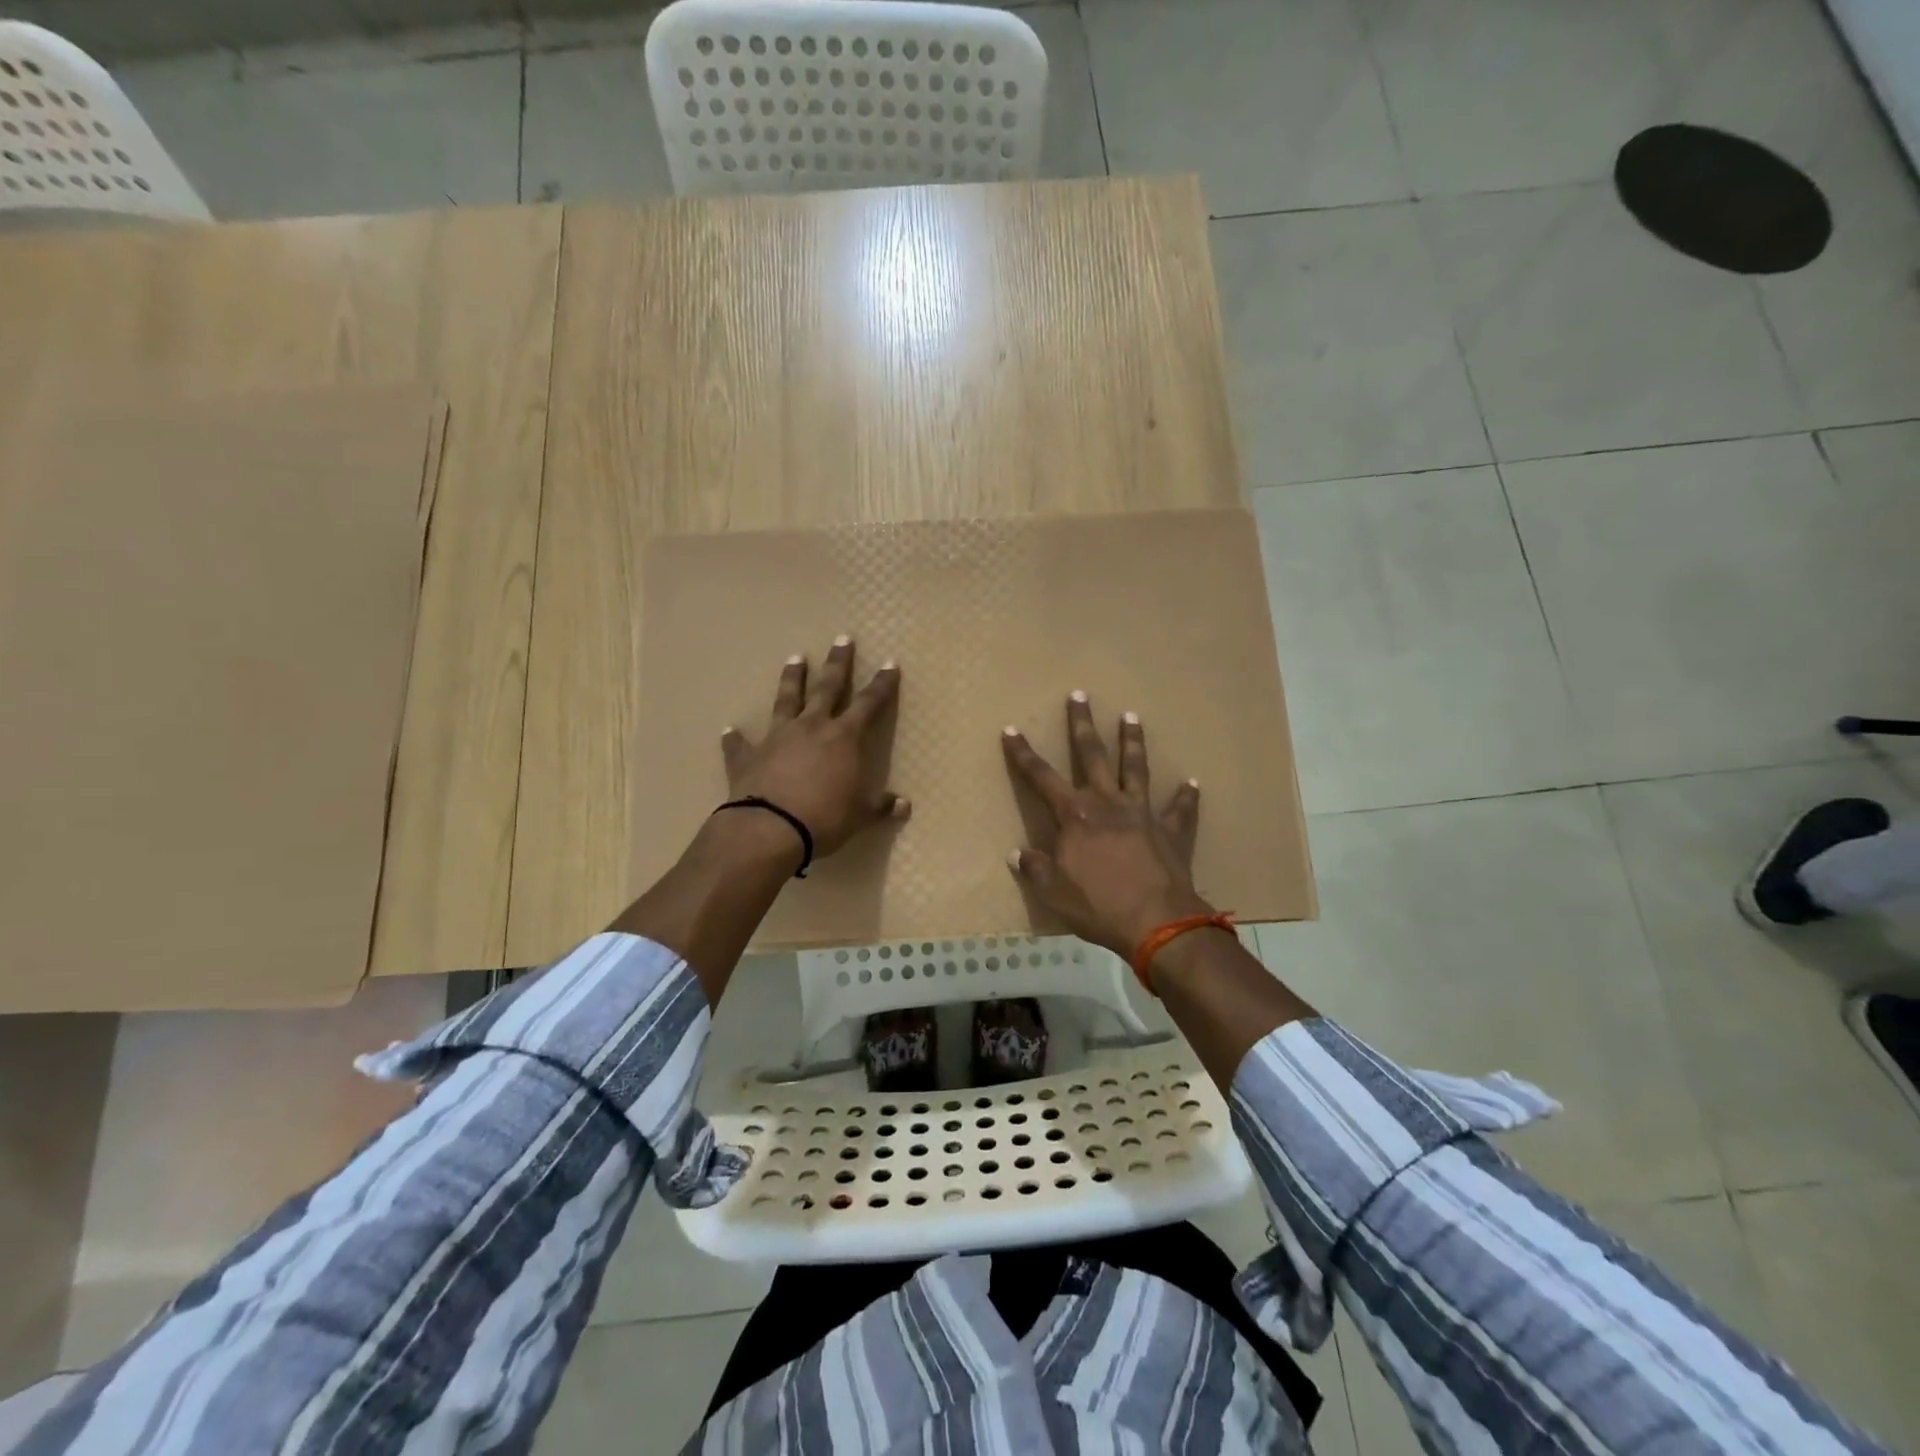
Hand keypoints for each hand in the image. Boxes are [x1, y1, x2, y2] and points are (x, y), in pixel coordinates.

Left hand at [721, 636, 909, 859]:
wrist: (770, 828)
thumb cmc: (825, 819)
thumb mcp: (860, 815)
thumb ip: (880, 806)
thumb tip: (904, 806)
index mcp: (844, 738)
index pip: (869, 703)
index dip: (882, 684)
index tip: (890, 663)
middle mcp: (812, 727)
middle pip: (828, 687)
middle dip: (838, 663)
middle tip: (843, 639)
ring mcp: (777, 737)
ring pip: (786, 700)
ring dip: (792, 679)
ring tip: (795, 658)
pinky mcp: (748, 756)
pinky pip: (741, 744)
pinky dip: (735, 738)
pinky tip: (729, 730)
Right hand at [1001, 691, 1212, 958]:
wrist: (1157, 923)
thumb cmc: (1098, 906)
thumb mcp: (1053, 892)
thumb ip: (1035, 869)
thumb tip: (1018, 853)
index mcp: (1075, 816)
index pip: (1041, 777)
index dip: (1023, 754)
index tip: (1011, 730)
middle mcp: (1108, 804)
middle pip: (1092, 756)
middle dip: (1082, 725)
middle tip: (1080, 695)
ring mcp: (1143, 814)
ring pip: (1136, 769)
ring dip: (1133, 742)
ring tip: (1132, 716)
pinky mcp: (1171, 831)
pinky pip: (1181, 810)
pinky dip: (1186, 797)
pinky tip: (1192, 784)